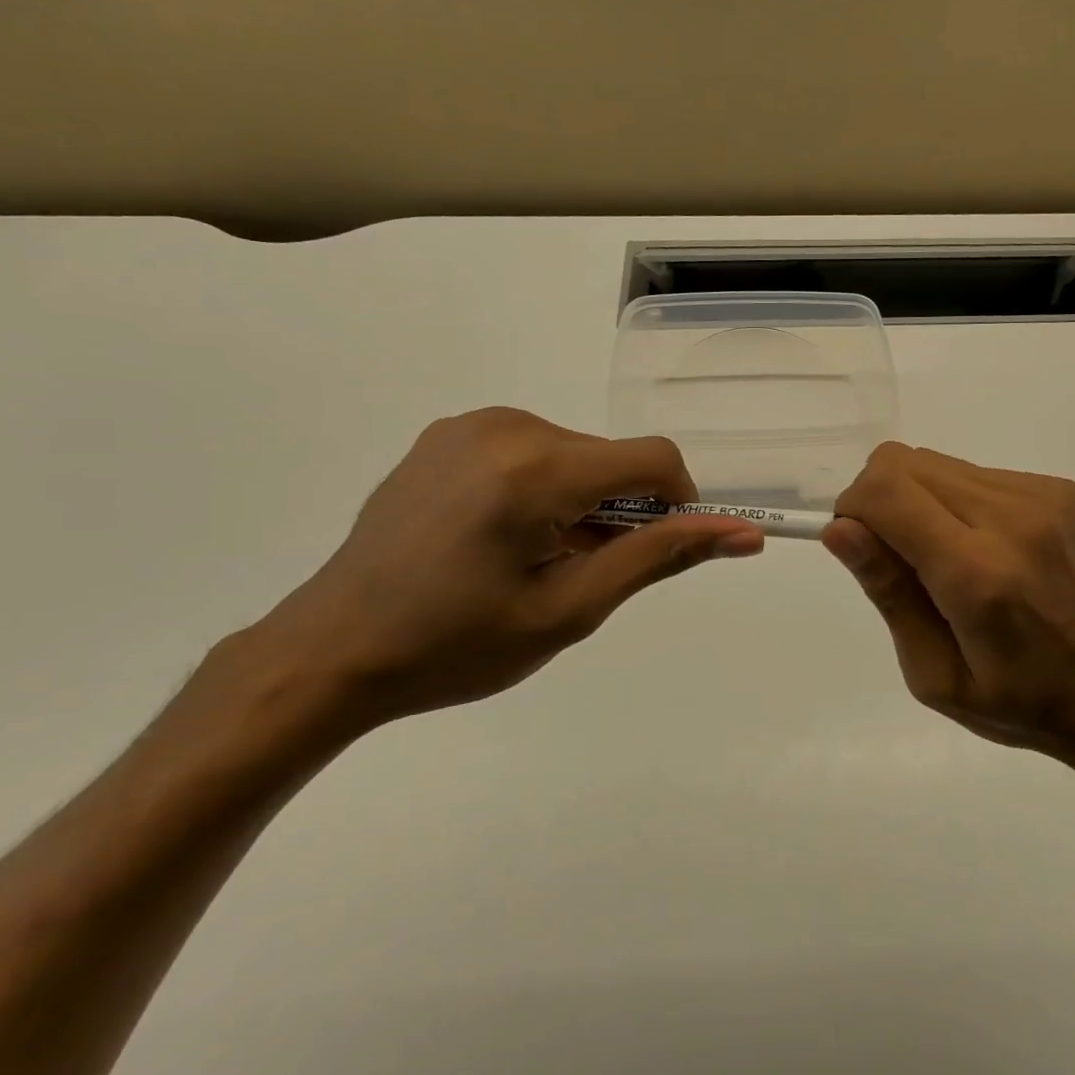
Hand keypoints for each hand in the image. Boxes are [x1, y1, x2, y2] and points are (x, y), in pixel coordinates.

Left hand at [223, 408, 764, 738]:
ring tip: (534, 561)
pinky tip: (501, 537)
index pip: (655, 460)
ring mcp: (471, 424)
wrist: (332, 650)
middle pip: (611, 458)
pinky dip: (544, 487)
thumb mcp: (570, 609)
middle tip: (580, 574)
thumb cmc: (456, 645)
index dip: (678, 505)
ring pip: (574, 454)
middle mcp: (506, 426)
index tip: (654, 553)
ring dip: (581, 502)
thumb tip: (742, 533)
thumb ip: (660, 557)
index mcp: (537, 468)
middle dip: (619, 511)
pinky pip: (530, 449)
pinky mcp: (448, 434)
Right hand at [823, 443, 1074, 777]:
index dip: (853, 508)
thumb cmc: (1020, 703)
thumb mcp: (934, 674)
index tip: (858, 548)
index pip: (887, 491)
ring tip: (946, 561)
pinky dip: (955, 502)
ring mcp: (1042, 496)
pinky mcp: (1059, 489)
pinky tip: (985, 551)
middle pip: (903, 463)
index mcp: (978, 574)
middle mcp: (1013, 517)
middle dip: (878, 500)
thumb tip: (839, 528)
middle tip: (897, 560)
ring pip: (935, 463)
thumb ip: (887, 592)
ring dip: (918, 501)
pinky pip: (973, 473)